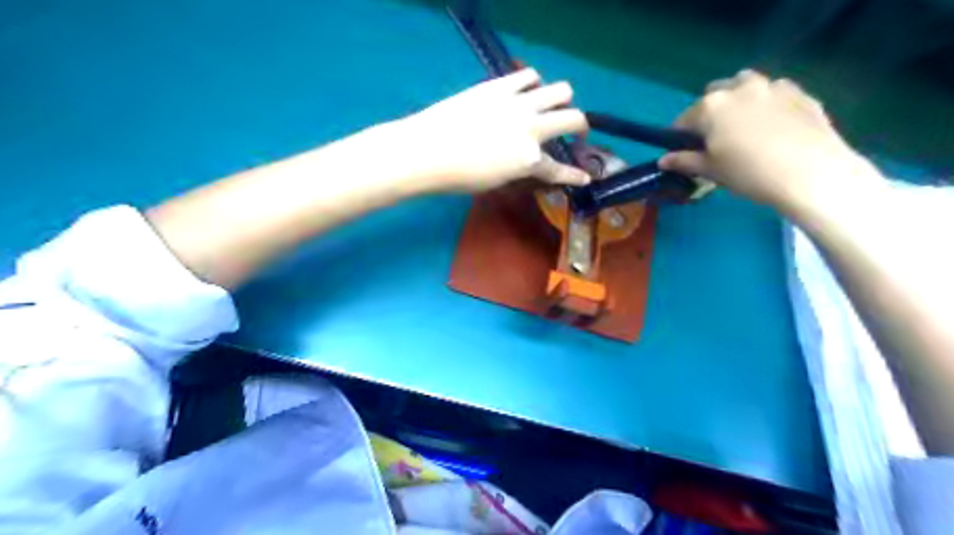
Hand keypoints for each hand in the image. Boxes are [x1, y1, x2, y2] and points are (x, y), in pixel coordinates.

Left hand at [395, 69, 588, 191]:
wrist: (426, 150)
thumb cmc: (459, 177)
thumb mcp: (496, 182)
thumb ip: (519, 170)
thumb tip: (529, 162)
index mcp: (529, 160)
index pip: (560, 170)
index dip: (574, 176)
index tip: (585, 178)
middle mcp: (532, 129)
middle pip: (574, 118)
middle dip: (580, 126)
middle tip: (574, 129)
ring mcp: (518, 103)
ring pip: (561, 90)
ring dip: (562, 100)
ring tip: (551, 105)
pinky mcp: (499, 85)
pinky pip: (529, 75)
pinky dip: (534, 83)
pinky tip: (526, 89)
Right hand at [661, 70, 882, 215]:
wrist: (811, 173)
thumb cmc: (749, 172)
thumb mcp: (710, 170)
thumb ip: (684, 161)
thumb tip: (663, 160)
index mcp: (711, 106)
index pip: (684, 119)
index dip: (680, 137)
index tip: (684, 152)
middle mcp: (739, 88)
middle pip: (715, 94)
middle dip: (710, 112)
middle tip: (715, 138)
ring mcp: (773, 87)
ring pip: (747, 85)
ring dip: (739, 100)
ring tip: (744, 126)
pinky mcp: (801, 94)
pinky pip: (776, 94)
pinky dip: (768, 104)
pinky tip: (774, 127)